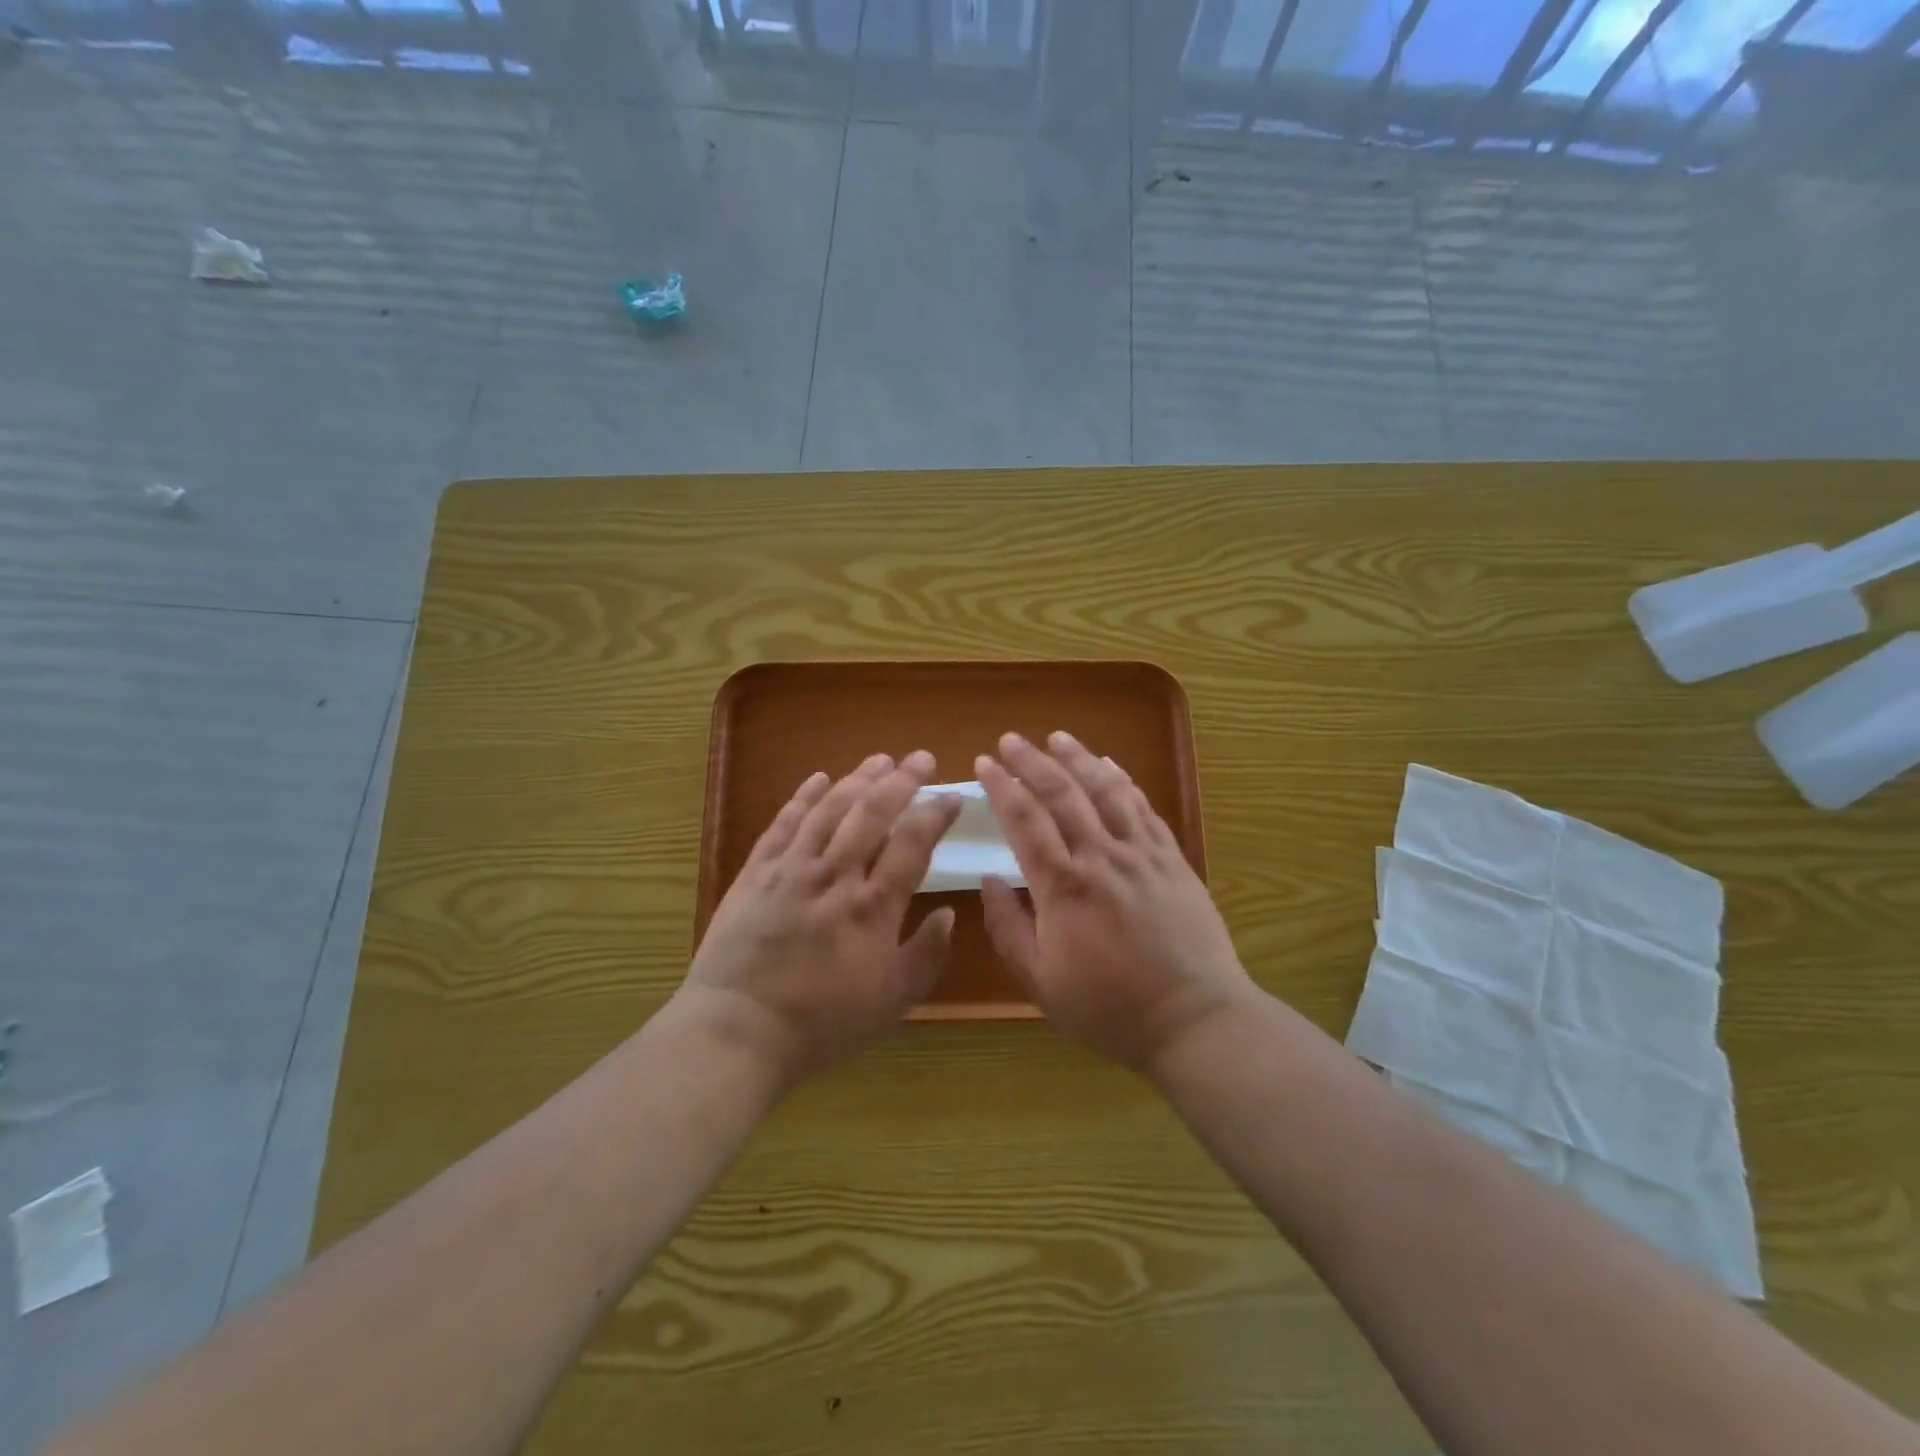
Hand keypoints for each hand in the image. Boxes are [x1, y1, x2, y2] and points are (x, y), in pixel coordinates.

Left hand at [682, 751, 962, 1086]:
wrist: (737, 1031)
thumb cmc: (821, 1024)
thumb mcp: (891, 1003)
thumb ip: (925, 956)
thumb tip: (949, 915)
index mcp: (873, 906)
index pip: (912, 844)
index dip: (934, 815)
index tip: (951, 797)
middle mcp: (835, 875)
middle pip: (872, 813)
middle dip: (901, 781)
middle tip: (921, 758)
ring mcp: (791, 869)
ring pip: (829, 809)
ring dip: (857, 779)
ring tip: (879, 760)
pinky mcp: (756, 873)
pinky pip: (783, 824)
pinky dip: (802, 797)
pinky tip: (818, 779)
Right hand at [977, 732, 1256, 1072]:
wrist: (1195, 1020)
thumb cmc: (1110, 1008)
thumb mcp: (1041, 982)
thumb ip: (1008, 928)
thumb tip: (990, 879)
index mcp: (1063, 886)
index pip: (1024, 820)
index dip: (1002, 786)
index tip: (984, 763)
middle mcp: (1101, 857)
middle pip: (1062, 793)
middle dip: (1032, 761)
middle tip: (1011, 740)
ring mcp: (1142, 854)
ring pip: (1105, 790)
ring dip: (1078, 758)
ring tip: (1057, 737)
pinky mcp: (1172, 859)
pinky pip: (1144, 807)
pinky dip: (1123, 780)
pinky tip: (1110, 765)